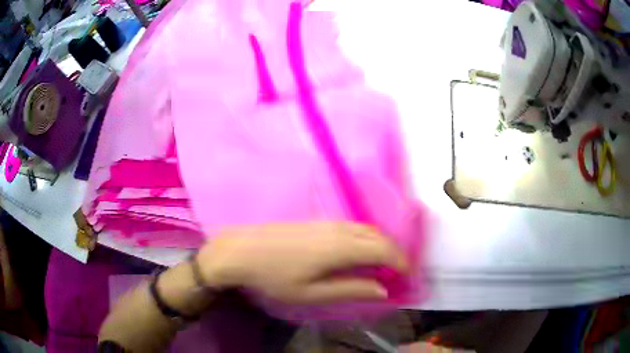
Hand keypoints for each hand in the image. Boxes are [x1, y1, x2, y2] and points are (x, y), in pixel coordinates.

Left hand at [197, 222, 407, 304]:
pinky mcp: (316, 221)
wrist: (239, 250)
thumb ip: (351, 289)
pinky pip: (352, 227)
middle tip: (397, 273)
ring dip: (380, 244)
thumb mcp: (312, 292)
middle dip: (393, 253)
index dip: (400, 262)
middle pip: (378, 235)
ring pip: (365, 229)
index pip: (384, 249)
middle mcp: (338, 228)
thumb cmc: (273, 276)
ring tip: (382, 265)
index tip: (407, 276)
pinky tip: (358, 253)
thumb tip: (382, 290)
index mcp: (340, 246)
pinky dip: (365, 239)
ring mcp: (326, 222)